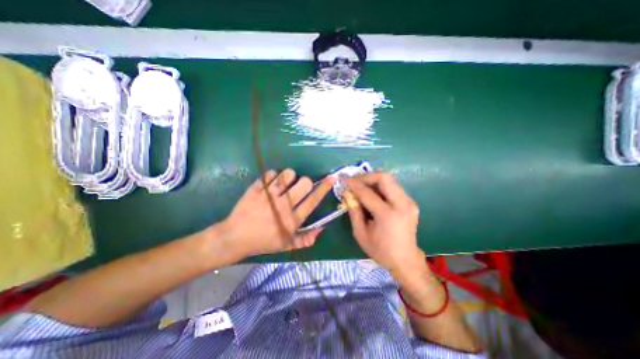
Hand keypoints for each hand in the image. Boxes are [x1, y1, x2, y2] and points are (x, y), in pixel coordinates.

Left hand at [216, 169, 335, 257]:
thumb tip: (322, 228)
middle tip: (298, 187)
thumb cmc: (263, 241)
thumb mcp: (287, 245)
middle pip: (304, 183)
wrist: (235, 237)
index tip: (331, 178)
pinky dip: (273, 176)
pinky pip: (271, 174)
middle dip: (305, 182)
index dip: (324, 188)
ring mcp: (268, 196)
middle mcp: (283, 206)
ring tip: (284, 184)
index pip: (313, 200)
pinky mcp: (256, 189)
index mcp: (292, 220)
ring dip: (289, 177)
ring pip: (288, 175)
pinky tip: (270, 184)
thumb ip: (307, 239)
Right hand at [342, 173, 425, 277]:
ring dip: (373, 179)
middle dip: (366, 176)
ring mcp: (409, 202)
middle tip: (354, 181)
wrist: (406, 260)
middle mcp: (402, 205)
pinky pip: (393, 186)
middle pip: (384, 177)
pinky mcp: (410, 202)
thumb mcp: (361, 234)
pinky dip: (380, 185)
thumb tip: (347, 193)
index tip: (343, 180)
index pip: (367, 193)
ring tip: (361, 185)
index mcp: (388, 216)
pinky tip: (371, 191)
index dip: (354, 185)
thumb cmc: (380, 250)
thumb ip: (354, 211)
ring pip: (390, 179)